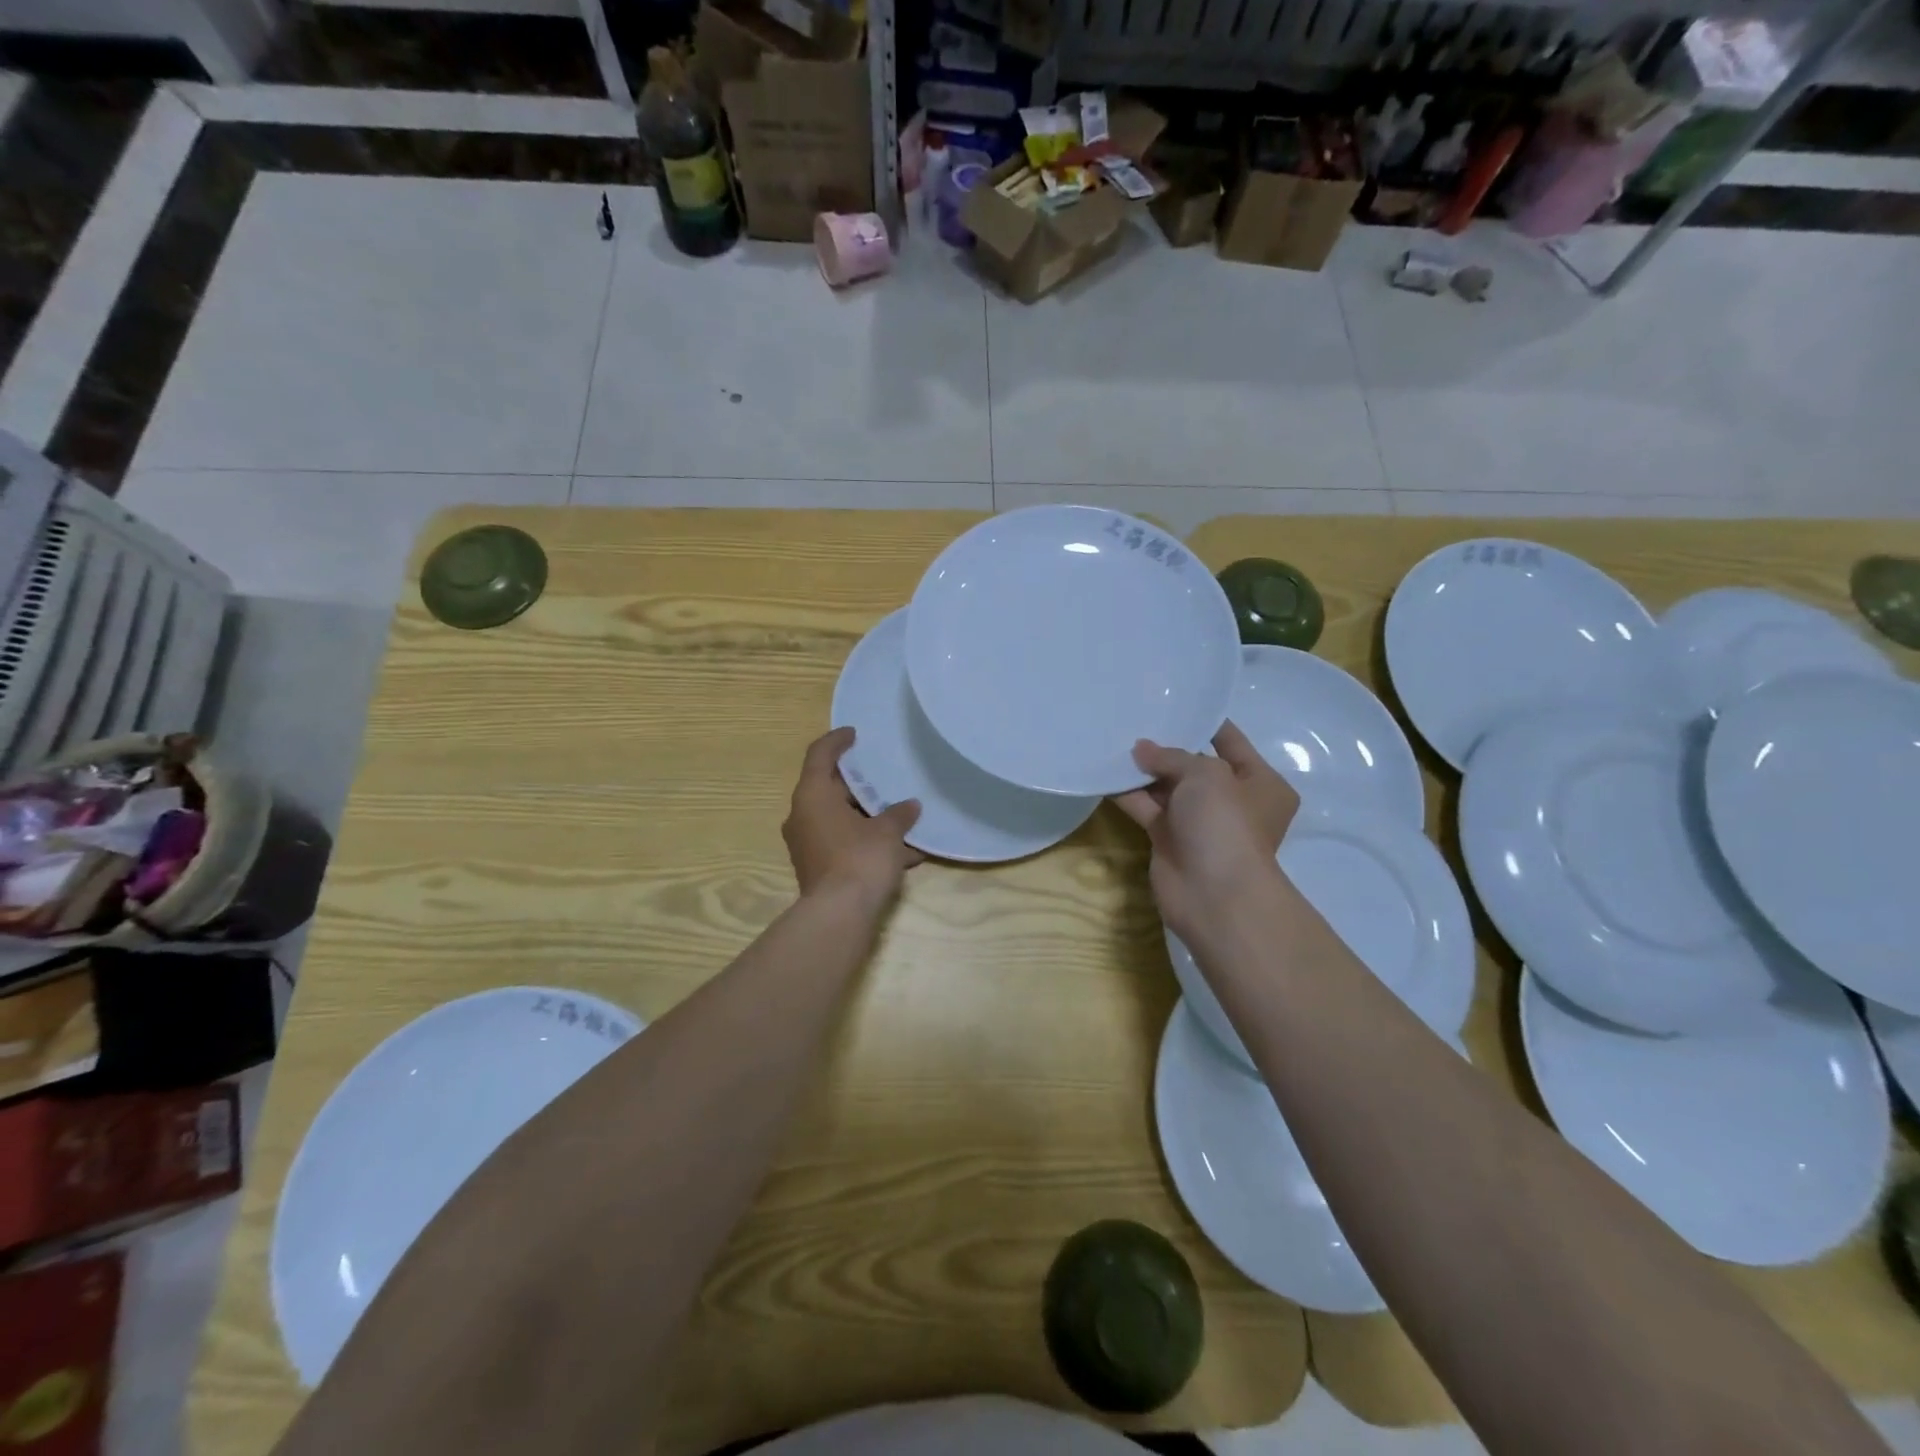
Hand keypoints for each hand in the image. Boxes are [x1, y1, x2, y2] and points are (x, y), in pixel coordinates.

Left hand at [782, 728, 923, 902]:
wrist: (838, 915)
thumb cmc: (860, 859)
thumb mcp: (887, 832)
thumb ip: (899, 813)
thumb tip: (910, 806)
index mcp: (812, 795)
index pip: (819, 754)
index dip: (836, 740)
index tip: (854, 734)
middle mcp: (802, 815)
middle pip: (828, 788)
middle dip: (858, 784)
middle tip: (883, 776)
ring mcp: (806, 843)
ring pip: (837, 818)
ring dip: (865, 816)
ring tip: (898, 815)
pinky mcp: (816, 866)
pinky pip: (842, 842)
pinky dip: (865, 840)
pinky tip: (900, 852)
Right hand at [1112, 721, 1299, 943]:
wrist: (1214, 894)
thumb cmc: (1225, 823)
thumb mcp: (1205, 774)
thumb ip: (1172, 756)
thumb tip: (1141, 750)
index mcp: (1260, 782)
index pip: (1231, 742)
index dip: (1204, 722)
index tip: (1173, 702)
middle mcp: (1231, 800)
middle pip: (1194, 765)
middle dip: (1166, 746)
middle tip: (1134, 717)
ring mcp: (1198, 822)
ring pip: (1167, 787)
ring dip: (1144, 769)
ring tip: (1114, 738)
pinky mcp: (1169, 839)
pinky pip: (1146, 808)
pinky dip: (1128, 793)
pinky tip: (1104, 771)